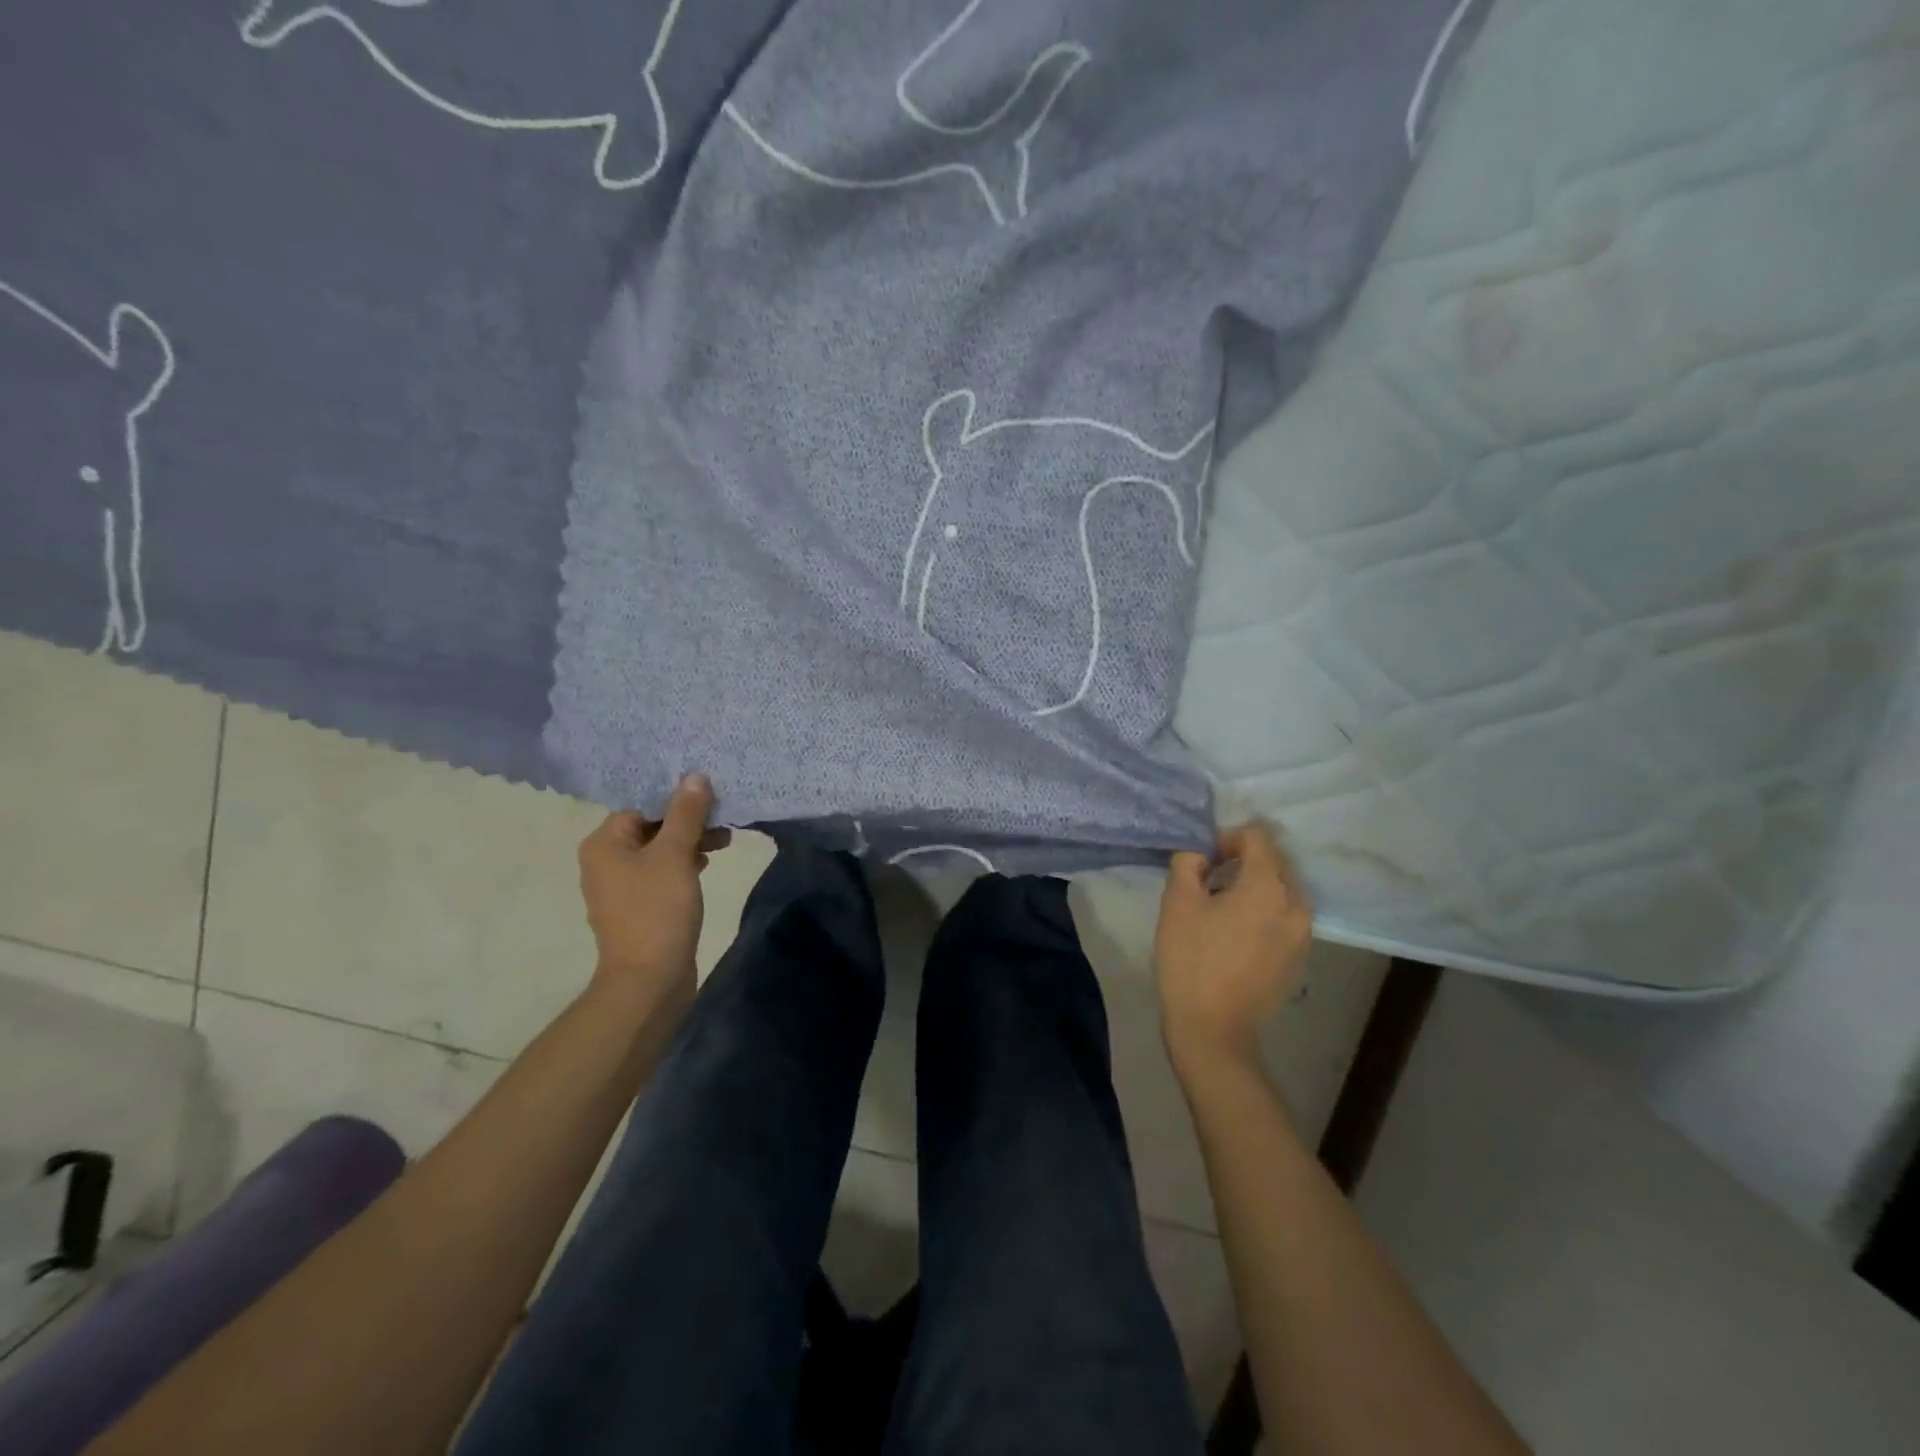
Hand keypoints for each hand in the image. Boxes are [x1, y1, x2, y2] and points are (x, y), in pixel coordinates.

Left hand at [578, 775, 730, 1011]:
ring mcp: (620, 887)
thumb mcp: (675, 854)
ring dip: (690, 843)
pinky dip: (683, 865)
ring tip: (724, 843)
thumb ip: (686, 813)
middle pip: (651, 826)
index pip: (641, 805)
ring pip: (659, 851)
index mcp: (603, 844)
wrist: (649, 980)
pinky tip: (707, 866)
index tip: (710, 798)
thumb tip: (694, 775)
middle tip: (723, 821)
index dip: (676, 799)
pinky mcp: (639, 907)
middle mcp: (605, 861)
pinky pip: (661, 873)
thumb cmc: (657, 909)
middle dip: (688, 821)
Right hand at [1155, 822, 1312, 1074]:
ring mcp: (1303, 933)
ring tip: (1222, 907)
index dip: (1226, 838)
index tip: (1203, 859)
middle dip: (1242, 861)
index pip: (1257, 836)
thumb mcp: (1177, 903)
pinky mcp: (1300, 957)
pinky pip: (1285, 916)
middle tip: (1208, 880)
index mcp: (1268, 886)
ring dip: (1254, 886)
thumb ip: (1188, 863)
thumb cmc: (1191, 960)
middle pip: (1274, 861)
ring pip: (1282, 889)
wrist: (1214, 1030)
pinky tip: (1236, 933)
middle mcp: (1296, 904)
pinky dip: (1264, 911)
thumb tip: (1201, 854)